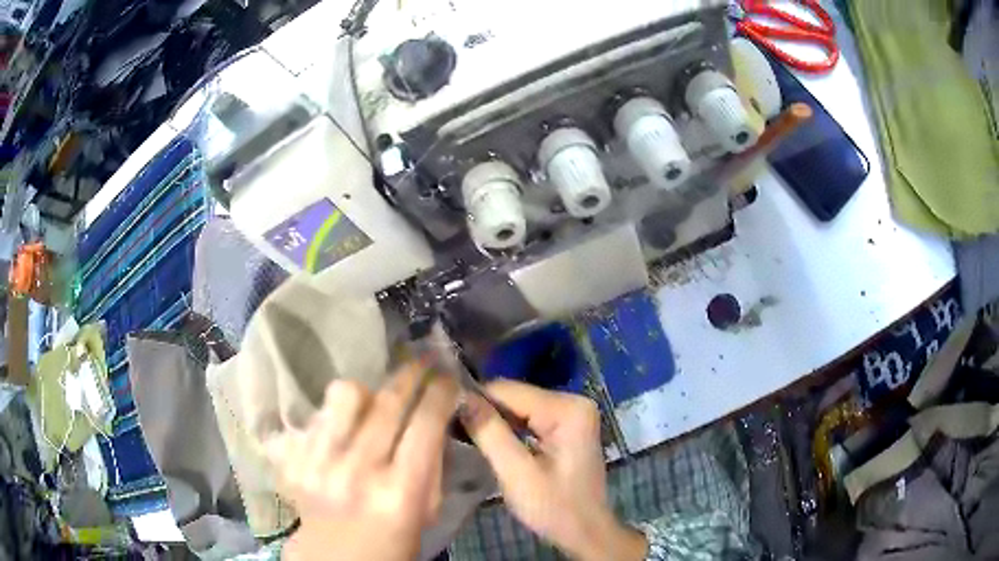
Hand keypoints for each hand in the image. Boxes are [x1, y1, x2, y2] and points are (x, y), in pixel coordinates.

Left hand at [268, 360, 458, 560]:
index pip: (425, 423)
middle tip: (420, 362)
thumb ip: (433, 464)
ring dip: (365, 393)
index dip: (440, 391)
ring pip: (344, 395)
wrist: (334, 558)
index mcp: (401, 492)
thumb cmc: (392, 540)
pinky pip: (315, 414)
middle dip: (411, 374)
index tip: (447, 376)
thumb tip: (436, 414)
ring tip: (370, 405)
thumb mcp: (427, 511)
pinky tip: (339, 434)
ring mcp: (317, 463)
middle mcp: (357, 472)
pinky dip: (332, 418)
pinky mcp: (290, 460)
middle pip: (387, 402)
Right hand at [460, 381, 646, 560]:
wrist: (585, 532)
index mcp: (567, 409)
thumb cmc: (554, 508)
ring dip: (494, 422)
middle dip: (485, 413)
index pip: (508, 390)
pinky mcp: (567, 426)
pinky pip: (529, 419)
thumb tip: (460, 397)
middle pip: (514, 397)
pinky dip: (508, 430)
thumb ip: (489, 433)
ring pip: (518, 408)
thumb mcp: (517, 473)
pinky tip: (489, 441)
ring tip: (465, 436)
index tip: (445, 417)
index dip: (474, 402)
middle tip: (453, 431)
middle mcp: (573, 401)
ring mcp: (572, 413)